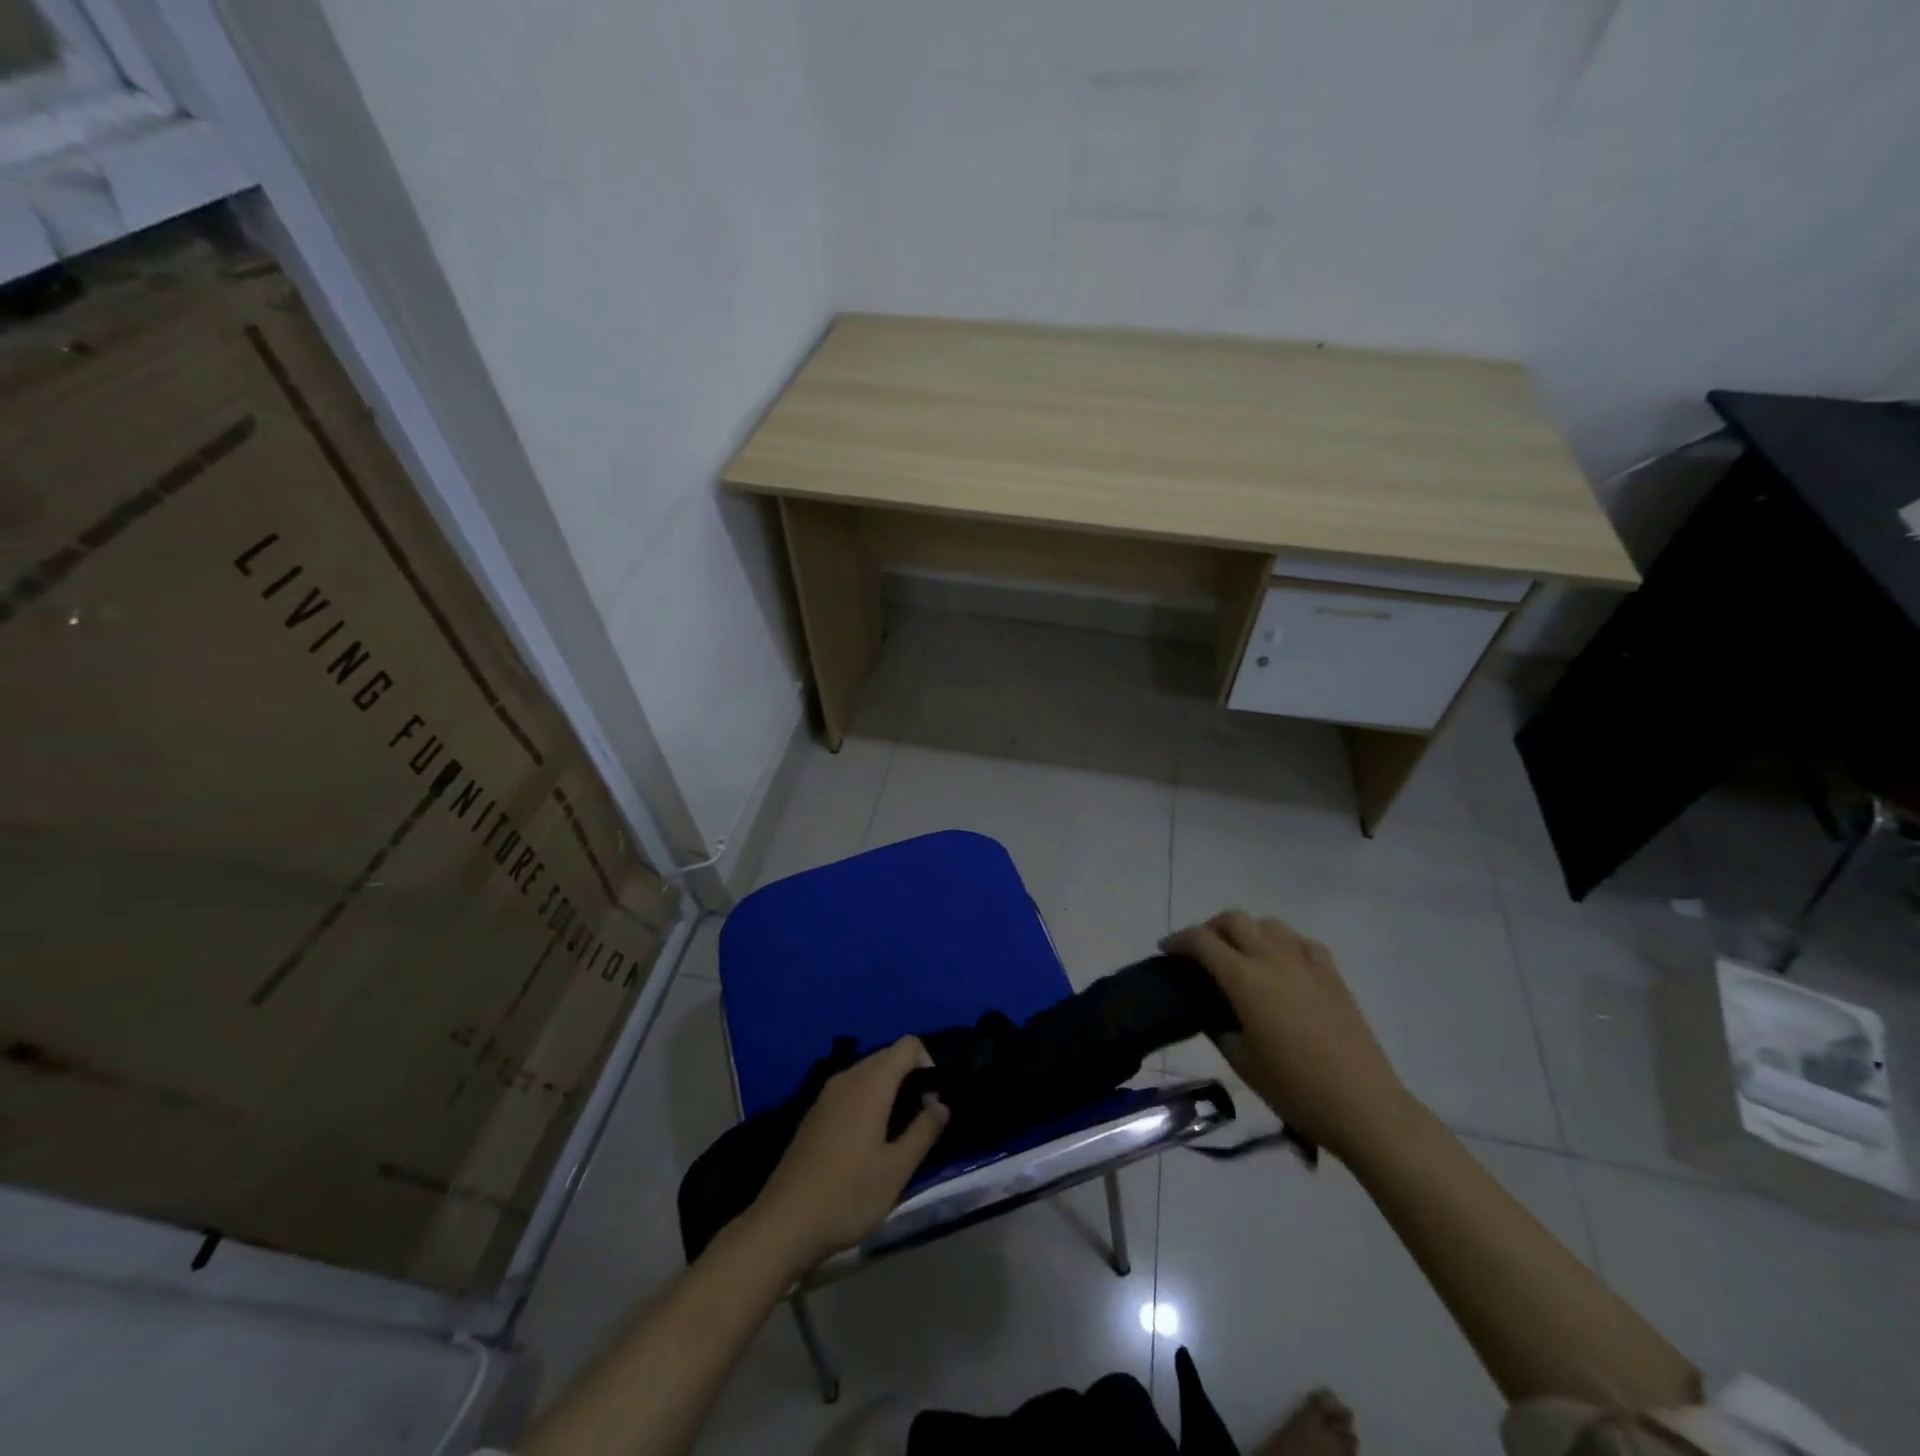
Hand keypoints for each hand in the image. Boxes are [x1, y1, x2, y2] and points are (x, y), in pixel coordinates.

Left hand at [750, 1037, 949, 1273]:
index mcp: (870, 1083)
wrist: (784, 1224)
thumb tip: (941, 1104)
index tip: (933, 1103)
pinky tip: (869, 1141)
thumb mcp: (897, 1169)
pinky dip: (868, 1101)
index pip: (908, 1045)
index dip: (929, 1064)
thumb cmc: (848, 1194)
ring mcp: (826, 1095)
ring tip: (899, 1132)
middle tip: (922, 1119)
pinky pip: (850, 1091)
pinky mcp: (814, 1114)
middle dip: (911, 1077)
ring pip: (868, 1074)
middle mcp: (847, 1078)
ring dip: (890, 1091)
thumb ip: (924, 1130)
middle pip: (888, 1056)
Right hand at [1164, 911, 1410, 1161]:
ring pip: (1268, 924)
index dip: (1178, 941)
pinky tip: (1281, 965)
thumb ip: (1219, 1026)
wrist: (1363, 1106)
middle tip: (1200, 952)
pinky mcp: (1332, 974)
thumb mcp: (1242, 1062)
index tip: (1166, 950)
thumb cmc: (1294, 1089)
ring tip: (1240, 956)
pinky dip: (1282, 944)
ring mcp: (1306, 963)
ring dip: (1247, 931)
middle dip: (1210, 929)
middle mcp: (1273, 959)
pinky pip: (1301, 942)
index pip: (1202, 941)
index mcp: (1245, 979)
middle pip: (1234, 920)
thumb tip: (1210, 1010)